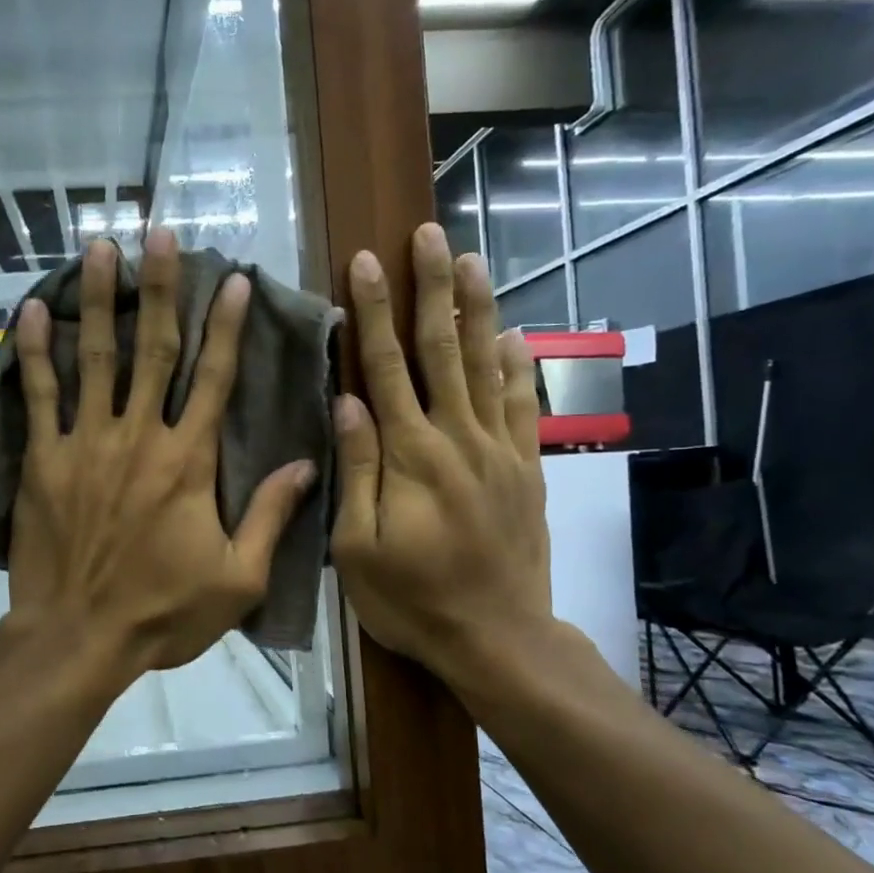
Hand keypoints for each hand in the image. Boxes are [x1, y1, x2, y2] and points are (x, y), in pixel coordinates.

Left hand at [7, 232, 316, 676]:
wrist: (79, 638)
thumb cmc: (163, 613)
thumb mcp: (238, 579)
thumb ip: (271, 516)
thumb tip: (308, 462)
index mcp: (189, 462)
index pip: (215, 379)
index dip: (227, 326)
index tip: (233, 281)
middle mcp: (139, 437)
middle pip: (154, 349)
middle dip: (160, 287)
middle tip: (159, 233)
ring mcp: (86, 443)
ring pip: (96, 358)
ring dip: (100, 299)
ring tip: (100, 247)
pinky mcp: (43, 460)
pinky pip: (39, 395)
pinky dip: (36, 351)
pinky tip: (33, 310)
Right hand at [330, 224, 553, 690]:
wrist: (497, 638)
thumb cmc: (412, 600)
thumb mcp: (359, 547)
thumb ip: (357, 470)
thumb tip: (348, 403)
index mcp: (411, 455)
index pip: (385, 367)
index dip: (373, 313)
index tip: (365, 263)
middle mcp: (458, 438)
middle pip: (441, 350)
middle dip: (431, 289)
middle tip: (428, 234)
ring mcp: (499, 450)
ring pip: (486, 366)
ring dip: (477, 310)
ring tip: (471, 260)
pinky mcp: (525, 469)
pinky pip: (522, 405)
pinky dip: (517, 366)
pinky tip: (512, 334)